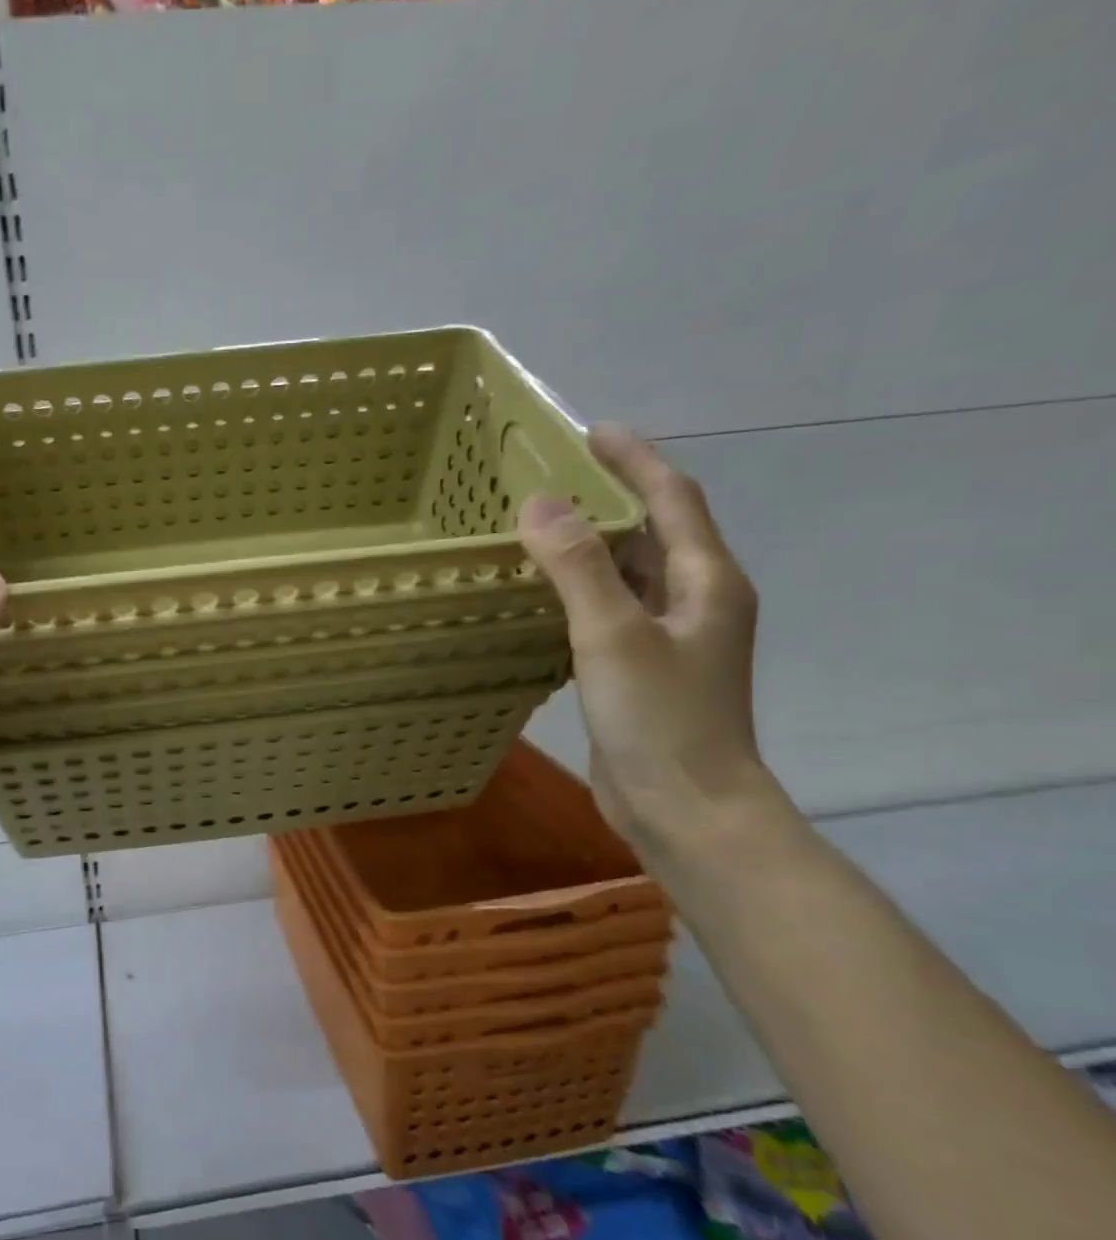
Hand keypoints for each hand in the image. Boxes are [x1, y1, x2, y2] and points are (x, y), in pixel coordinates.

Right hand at [517, 426, 776, 854]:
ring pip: (627, 573)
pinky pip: (608, 610)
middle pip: (651, 531)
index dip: (634, 460)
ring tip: (535, 527)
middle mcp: (693, 601)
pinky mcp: (641, 669)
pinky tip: (538, 595)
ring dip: (588, 546)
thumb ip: (578, 568)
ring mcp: (668, 638)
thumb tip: (539, 502)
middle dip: (606, 498)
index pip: (672, 498)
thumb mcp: (614, 636)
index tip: (590, 430)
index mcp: (705, 581)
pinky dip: (577, 591)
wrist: (687, 809)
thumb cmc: (661, 719)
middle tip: (548, 477)